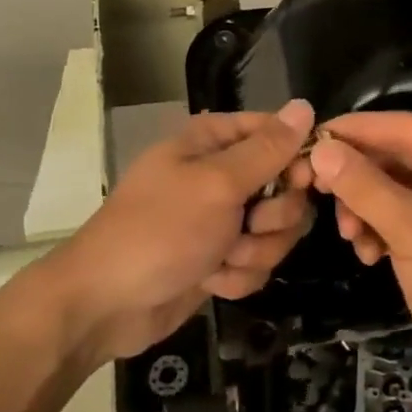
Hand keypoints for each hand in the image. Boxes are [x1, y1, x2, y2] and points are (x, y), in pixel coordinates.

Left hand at [35, 101, 316, 366]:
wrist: (106, 305)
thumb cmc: (159, 231)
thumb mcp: (217, 184)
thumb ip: (268, 149)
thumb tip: (305, 105)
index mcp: (213, 142)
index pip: (277, 133)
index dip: (296, 158)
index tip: (300, 182)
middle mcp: (221, 175)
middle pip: (285, 187)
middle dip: (274, 216)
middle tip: (250, 226)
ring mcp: (221, 219)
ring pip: (276, 230)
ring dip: (254, 251)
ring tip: (221, 259)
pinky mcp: (220, 258)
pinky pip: (257, 262)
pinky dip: (238, 275)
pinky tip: (211, 282)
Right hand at [309, 112, 411, 392]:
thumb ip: (365, 187)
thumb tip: (321, 149)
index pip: (401, 126)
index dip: (353, 131)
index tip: (306, 140)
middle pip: (396, 156)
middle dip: (358, 180)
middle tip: (315, 194)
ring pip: (395, 186)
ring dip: (367, 208)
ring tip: (352, 239)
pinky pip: (406, 213)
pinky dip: (383, 228)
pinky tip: (370, 255)